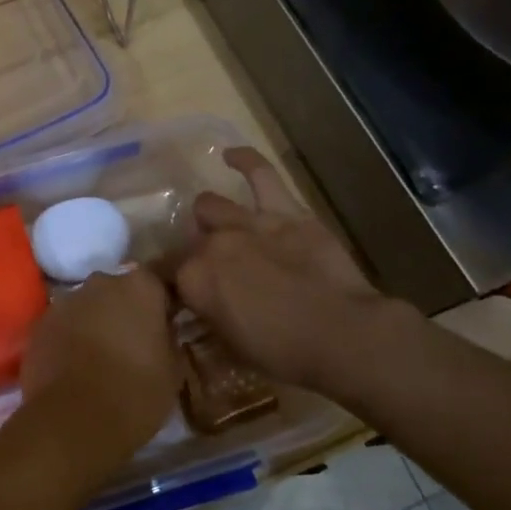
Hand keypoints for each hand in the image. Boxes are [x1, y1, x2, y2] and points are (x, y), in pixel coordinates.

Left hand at [19, 267, 181, 480]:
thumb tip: (161, 331)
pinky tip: (74, 368)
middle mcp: (101, 282)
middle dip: (123, 311)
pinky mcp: (40, 323)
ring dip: (94, 323)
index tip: (164, 327)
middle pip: (117, 291)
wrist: (73, 419)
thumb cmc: (135, 393)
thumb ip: (168, 338)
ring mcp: (66, 300)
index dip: (160, 305)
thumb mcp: (172, 370)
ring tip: (100, 359)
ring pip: (87, 307)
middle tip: (132, 345)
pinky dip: (69, 339)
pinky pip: (62, 325)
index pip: (156, 283)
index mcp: (140, 287)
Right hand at [169, 147, 416, 395]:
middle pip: (187, 242)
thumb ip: (208, 317)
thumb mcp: (233, 346)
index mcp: (194, 280)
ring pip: (209, 206)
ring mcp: (247, 222)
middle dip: (192, 256)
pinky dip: (244, 160)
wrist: (345, 335)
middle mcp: (211, 244)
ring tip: (216, 227)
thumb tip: (198, 306)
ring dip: (209, 219)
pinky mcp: (284, 211)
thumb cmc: (287, 353)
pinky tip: (230, 156)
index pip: (166, 274)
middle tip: (210, 273)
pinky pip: (260, 173)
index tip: (180, 297)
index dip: (171, 285)